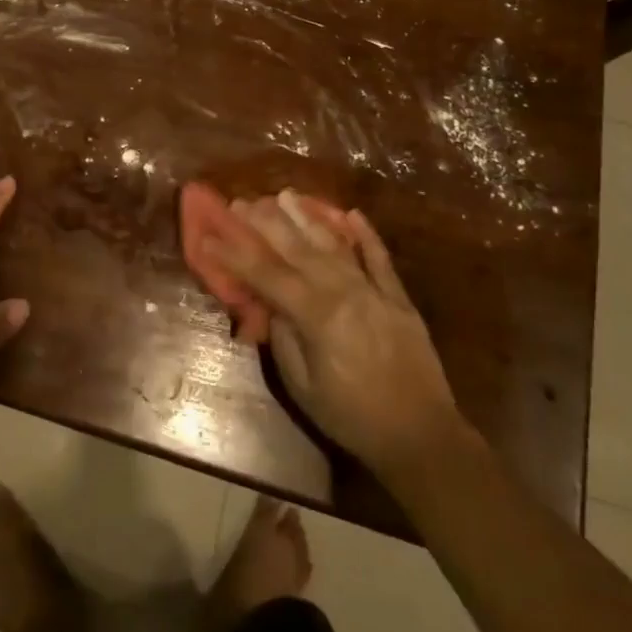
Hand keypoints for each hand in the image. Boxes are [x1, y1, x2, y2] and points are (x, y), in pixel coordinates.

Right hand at [209, 192, 464, 480]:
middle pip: (298, 249)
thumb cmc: (352, 419)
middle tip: (242, 201)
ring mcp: (374, 291)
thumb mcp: (303, 388)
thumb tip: (270, 303)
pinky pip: (380, 259)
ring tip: (286, 195)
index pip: (266, 275)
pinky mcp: (399, 298)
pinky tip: (353, 214)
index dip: (235, 254)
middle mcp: (344, 292)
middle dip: (266, 223)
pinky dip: (367, 235)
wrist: (422, 437)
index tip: (209, 235)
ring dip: (308, 217)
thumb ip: (284, 339)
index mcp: (317, 316)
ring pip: (335, 244)